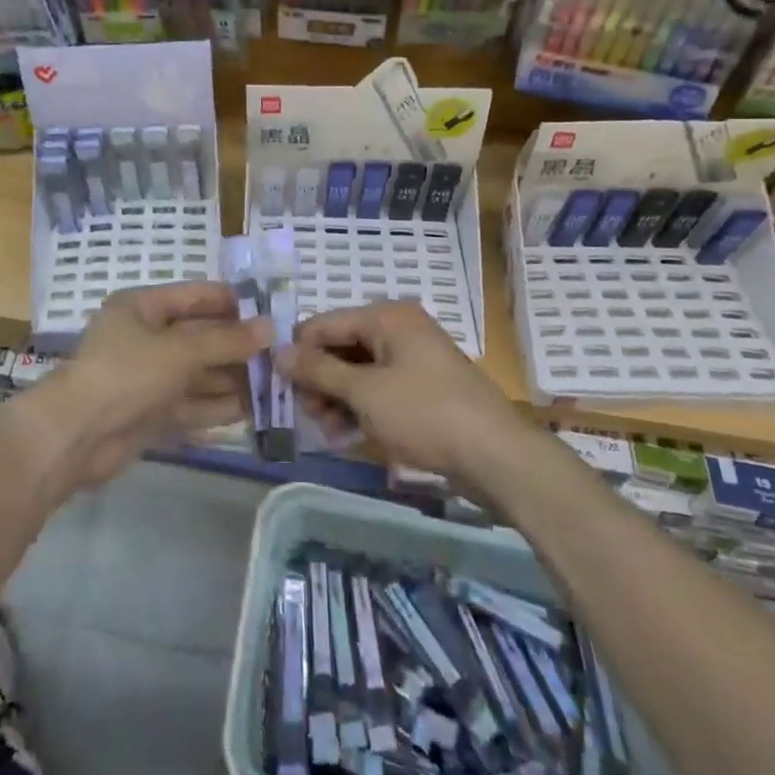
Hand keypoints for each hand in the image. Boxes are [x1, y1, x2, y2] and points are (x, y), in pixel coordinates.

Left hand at [41, 281, 271, 487]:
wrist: (75, 437)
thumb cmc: (126, 374)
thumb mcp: (179, 350)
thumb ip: (225, 340)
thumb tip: (270, 327)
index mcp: (142, 308)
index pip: (194, 296)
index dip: (231, 302)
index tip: (271, 311)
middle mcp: (145, 339)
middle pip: (198, 337)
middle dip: (236, 346)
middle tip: (281, 353)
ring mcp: (147, 379)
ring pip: (198, 374)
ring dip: (232, 379)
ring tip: (275, 383)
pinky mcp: (150, 414)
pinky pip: (190, 405)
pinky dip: (217, 407)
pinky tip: (252, 410)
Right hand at [281, 300, 519, 479]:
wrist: (497, 457)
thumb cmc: (425, 414)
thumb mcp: (364, 392)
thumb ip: (318, 370)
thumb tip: (276, 351)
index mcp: (386, 317)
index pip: (323, 324)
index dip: (299, 354)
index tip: (285, 390)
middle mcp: (399, 329)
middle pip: (340, 346)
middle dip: (320, 381)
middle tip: (311, 416)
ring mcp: (413, 359)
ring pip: (357, 371)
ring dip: (337, 399)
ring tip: (330, 431)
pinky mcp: (423, 388)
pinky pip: (379, 389)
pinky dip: (361, 408)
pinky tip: (348, 435)